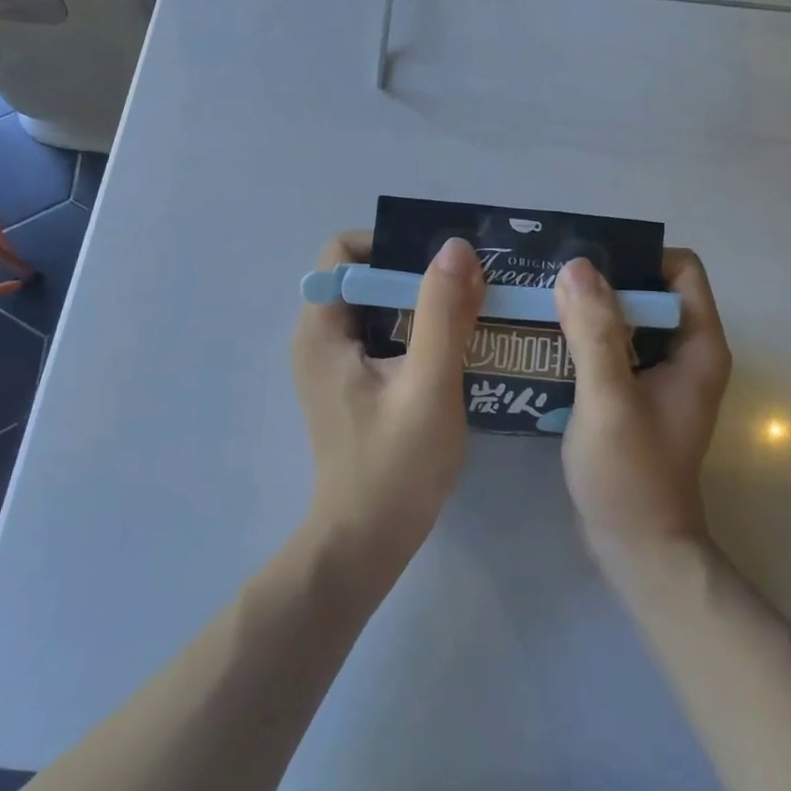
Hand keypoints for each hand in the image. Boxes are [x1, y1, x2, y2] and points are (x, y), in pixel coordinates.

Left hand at [291, 232, 484, 577]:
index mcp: (322, 329)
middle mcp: (319, 338)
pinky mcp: (351, 385)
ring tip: (471, 310)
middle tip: (468, 284)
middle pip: (364, 278)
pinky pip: (383, 336)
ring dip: (421, 304)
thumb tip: (455, 247)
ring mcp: (333, 364)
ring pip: (377, 308)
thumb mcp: (428, 383)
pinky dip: (416, 331)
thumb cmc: (394, 465)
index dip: (391, 247)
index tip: (440, 264)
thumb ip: (441, 312)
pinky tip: (455, 348)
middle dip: (415, 274)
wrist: (366, 544)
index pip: (344, 253)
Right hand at [554, 250, 732, 568]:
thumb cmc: (630, 475)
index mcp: (697, 346)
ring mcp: (659, 374)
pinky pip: (611, 346)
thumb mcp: (608, 399)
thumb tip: (577, 265)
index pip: (680, 269)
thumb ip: (594, 332)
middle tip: (549, 279)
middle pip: (647, 289)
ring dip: (586, 308)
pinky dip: (582, 337)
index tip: (586, 265)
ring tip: (538, 302)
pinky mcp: (634, 392)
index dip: (638, 258)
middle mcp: (684, 352)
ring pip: (625, 317)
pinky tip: (543, 340)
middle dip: (601, 280)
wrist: (637, 549)